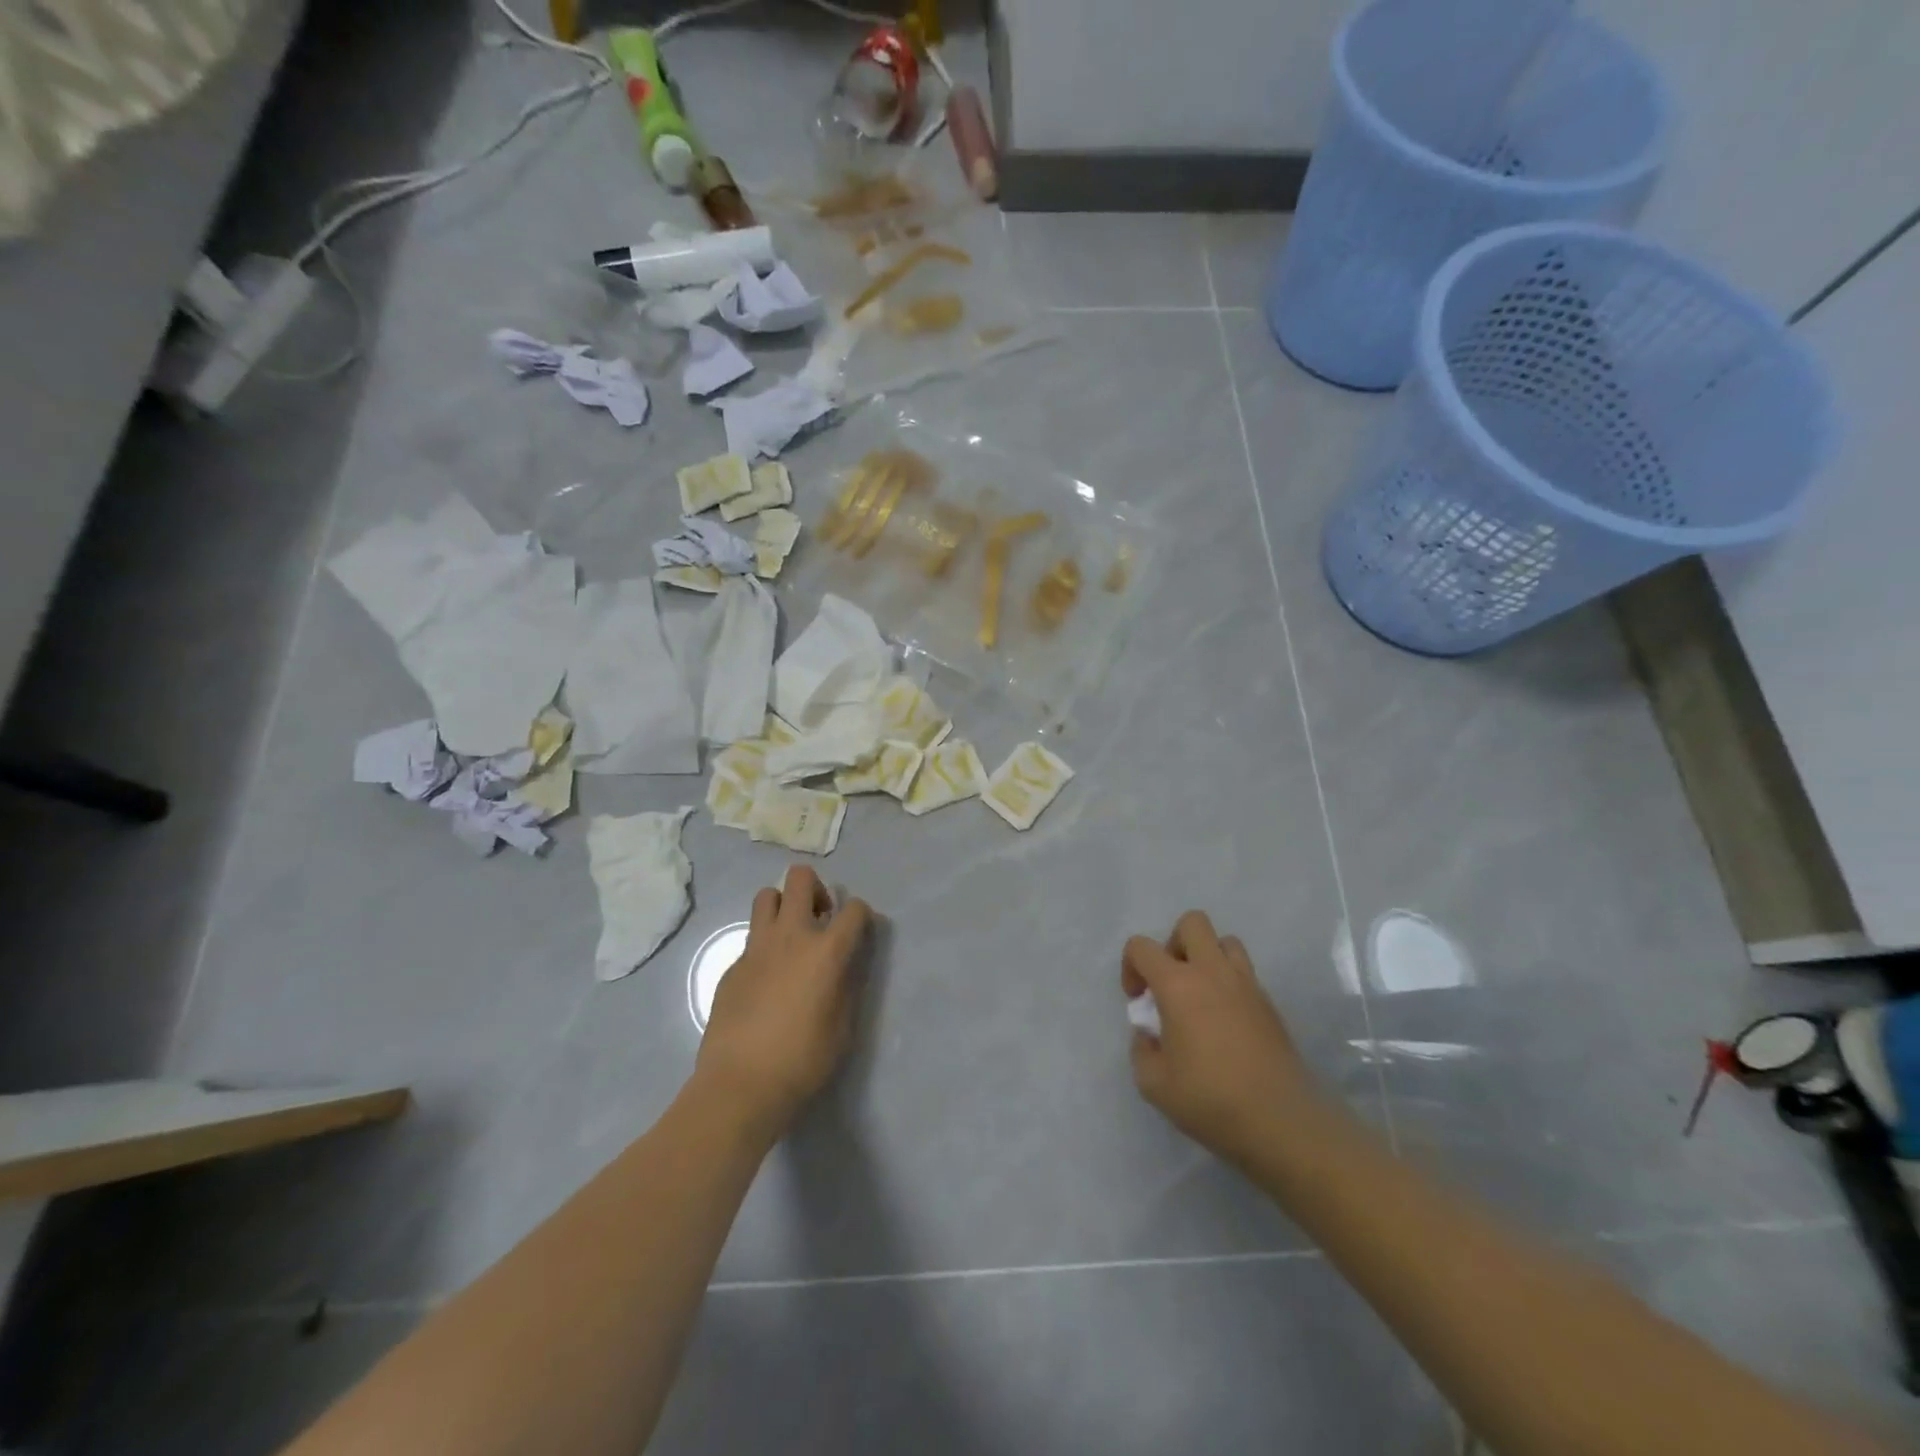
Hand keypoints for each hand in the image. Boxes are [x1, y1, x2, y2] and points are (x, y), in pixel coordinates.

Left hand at [696, 865, 873, 1141]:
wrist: (740, 1085)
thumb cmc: (803, 1060)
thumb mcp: (843, 1025)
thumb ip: (847, 983)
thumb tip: (847, 961)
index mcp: (826, 950)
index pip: (855, 909)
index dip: (862, 916)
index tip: (860, 933)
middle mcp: (791, 936)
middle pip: (801, 878)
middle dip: (816, 889)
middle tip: (819, 919)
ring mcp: (756, 948)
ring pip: (767, 896)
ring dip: (783, 907)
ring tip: (790, 938)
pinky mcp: (732, 966)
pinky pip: (751, 937)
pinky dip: (764, 946)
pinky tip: (766, 980)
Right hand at [1123, 911, 1316, 1166]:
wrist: (1281, 1123)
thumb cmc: (1210, 1100)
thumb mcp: (1153, 1084)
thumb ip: (1142, 1049)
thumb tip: (1150, 1034)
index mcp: (1178, 985)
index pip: (1142, 947)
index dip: (1130, 967)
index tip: (1138, 1002)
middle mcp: (1213, 972)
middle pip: (1192, 923)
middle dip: (1174, 944)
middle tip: (1171, 983)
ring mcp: (1247, 985)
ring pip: (1225, 942)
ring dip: (1207, 958)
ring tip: (1201, 996)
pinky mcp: (1270, 1004)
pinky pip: (1245, 974)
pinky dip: (1230, 984)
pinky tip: (1226, 1023)